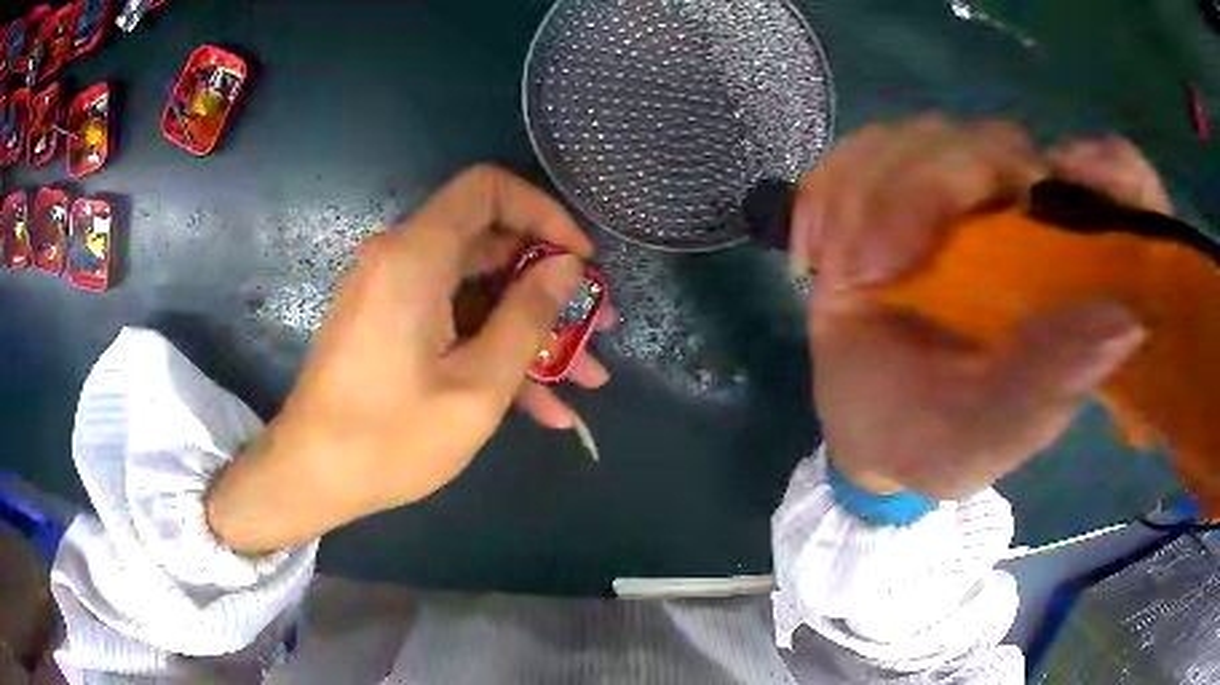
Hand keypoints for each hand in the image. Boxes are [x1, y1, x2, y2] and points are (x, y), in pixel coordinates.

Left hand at [207, 166, 610, 552]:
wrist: (312, 476)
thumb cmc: (390, 437)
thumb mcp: (477, 386)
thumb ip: (528, 317)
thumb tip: (567, 266)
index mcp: (416, 256)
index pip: (488, 188)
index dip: (543, 213)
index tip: (579, 261)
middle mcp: (402, 260)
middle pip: (490, 244)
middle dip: (549, 285)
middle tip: (596, 325)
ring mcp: (395, 295)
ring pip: (478, 292)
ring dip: (530, 331)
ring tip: (584, 377)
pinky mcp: (391, 326)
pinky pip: (453, 322)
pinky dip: (493, 352)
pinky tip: (542, 406)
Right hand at [793, 117, 1153, 497]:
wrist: (865, 427)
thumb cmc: (932, 439)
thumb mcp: (987, 435)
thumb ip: (1048, 387)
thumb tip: (1125, 323)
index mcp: (1066, 274)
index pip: (1116, 188)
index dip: (1111, 169)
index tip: (1074, 175)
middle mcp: (1020, 218)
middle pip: (997, 145)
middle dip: (932, 186)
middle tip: (877, 266)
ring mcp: (955, 195)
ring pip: (924, 138)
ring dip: (874, 193)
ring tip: (846, 269)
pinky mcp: (895, 187)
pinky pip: (865, 151)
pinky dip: (834, 189)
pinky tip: (820, 246)